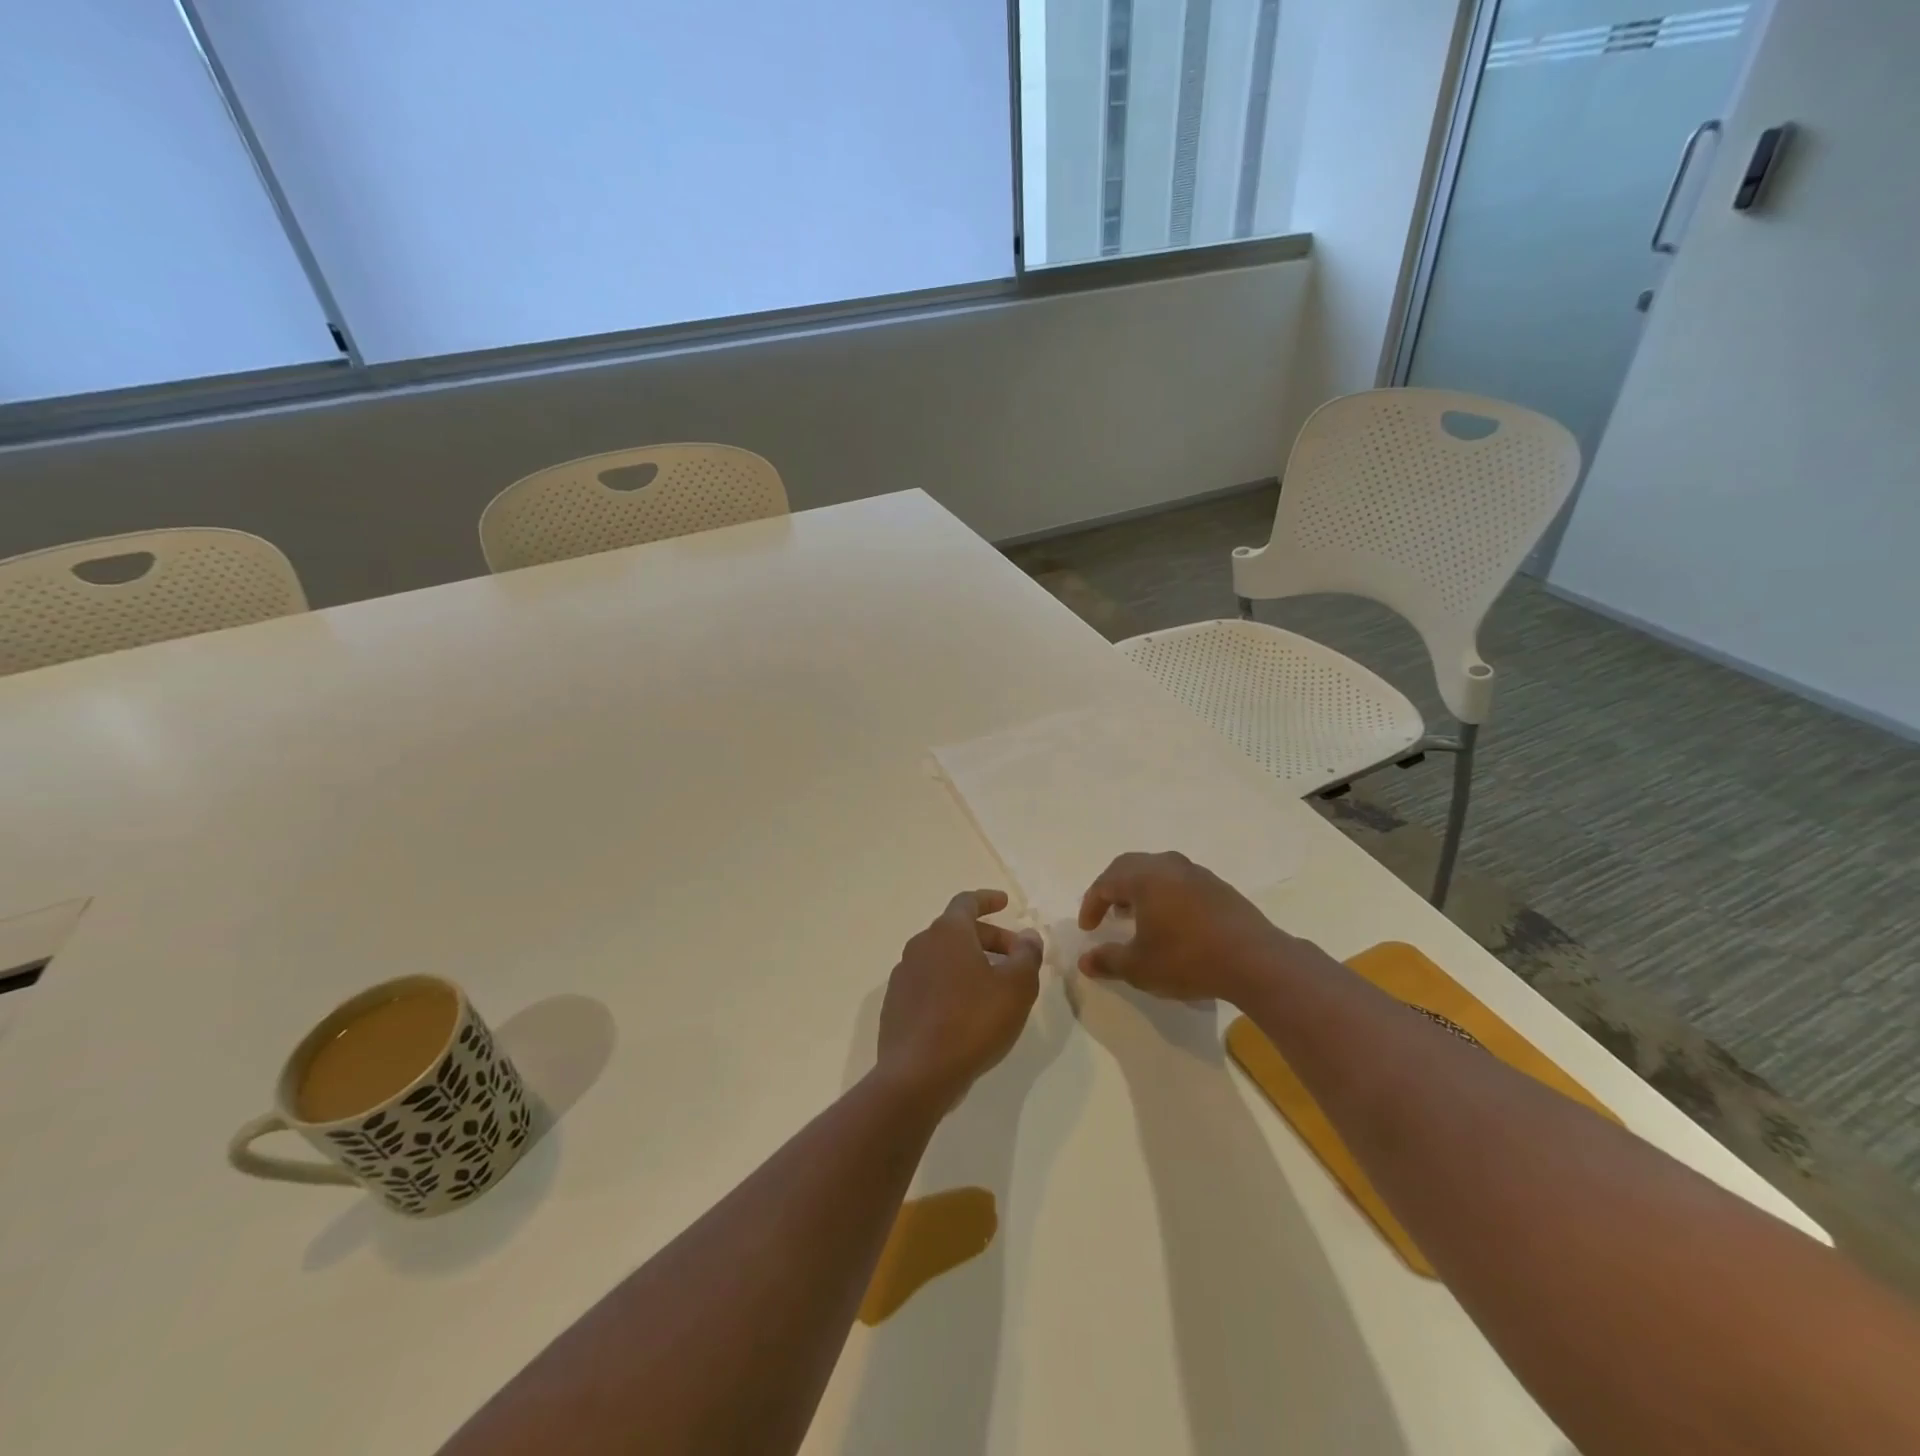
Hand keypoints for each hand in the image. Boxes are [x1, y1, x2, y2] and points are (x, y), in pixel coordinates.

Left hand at [875, 890, 1042, 1110]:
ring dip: (969, 963)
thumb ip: (1027, 955)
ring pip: (942, 958)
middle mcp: (920, 945)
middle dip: (988, 939)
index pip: (967, 902)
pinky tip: (965, 1012)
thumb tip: (1028, 935)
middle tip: (1015, 958)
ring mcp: (903, 975)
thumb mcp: (1016, 987)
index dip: (988, 900)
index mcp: (947, 933)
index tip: (1005, 903)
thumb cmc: (972, 1022)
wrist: (917, 1074)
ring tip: (994, 987)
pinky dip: (950, 985)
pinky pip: (928, 982)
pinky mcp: (896, 1004)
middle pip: (957, 931)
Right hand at [1076, 852, 1294, 1003]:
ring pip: (1157, 872)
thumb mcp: (1140, 968)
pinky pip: (1180, 882)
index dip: (1091, 905)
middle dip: (1113, 889)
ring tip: (1137, 916)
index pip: (1105, 883)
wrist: (1255, 961)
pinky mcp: (1219, 887)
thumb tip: (1085, 960)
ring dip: (1140, 890)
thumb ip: (1108, 960)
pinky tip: (1171, 921)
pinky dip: (1165, 895)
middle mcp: (1168, 865)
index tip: (1088, 929)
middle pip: (1129, 867)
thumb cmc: (1188, 959)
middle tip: (1107, 913)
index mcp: (1144, 877)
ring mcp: (1197, 873)